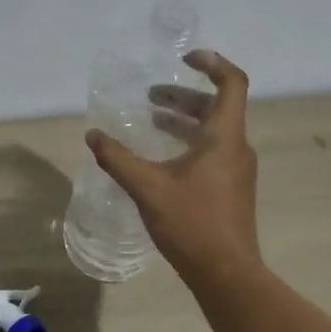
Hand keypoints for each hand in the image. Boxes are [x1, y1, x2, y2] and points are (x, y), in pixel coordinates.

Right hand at [87, 49, 260, 278]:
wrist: (226, 273)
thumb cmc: (192, 224)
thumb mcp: (148, 188)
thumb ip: (118, 159)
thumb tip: (93, 135)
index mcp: (224, 137)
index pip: (232, 83)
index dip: (211, 63)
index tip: (184, 58)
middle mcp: (236, 147)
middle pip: (217, 106)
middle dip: (184, 96)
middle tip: (151, 95)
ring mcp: (237, 170)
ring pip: (214, 131)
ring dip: (185, 120)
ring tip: (152, 120)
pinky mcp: (232, 188)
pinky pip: (213, 151)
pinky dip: (189, 143)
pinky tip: (162, 158)